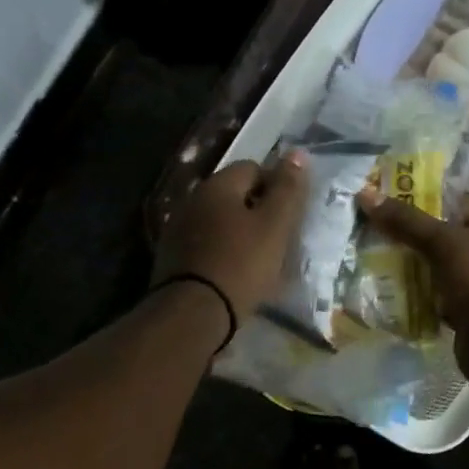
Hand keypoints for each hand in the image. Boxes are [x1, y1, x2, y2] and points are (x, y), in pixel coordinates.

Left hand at [154, 154, 309, 330]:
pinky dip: (222, 252)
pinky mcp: (171, 257)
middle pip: (234, 195)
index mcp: (217, 185)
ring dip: (239, 233)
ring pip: (219, 221)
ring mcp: (177, 229)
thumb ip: (287, 189)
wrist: (192, 314)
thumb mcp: (275, 225)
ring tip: (259, 260)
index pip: (253, 168)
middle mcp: (192, 199)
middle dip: (257, 211)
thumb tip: (297, 153)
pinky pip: (206, 245)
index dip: (276, 187)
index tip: (289, 216)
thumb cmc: (241, 264)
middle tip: (278, 239)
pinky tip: (234, 274)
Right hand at [356, 190, 468, 382]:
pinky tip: (384, 289)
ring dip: (406, 263)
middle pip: (437, 233)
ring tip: (368, 254)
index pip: (451, 198)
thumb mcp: (444, 243)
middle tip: (368, 225)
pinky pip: (431, 294)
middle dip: (405, 230)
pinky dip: (412, 293)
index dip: (420, 193)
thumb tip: (366, 193)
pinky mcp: (461, 308)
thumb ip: (406, 220)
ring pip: (432, 265)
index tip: (385, 194)